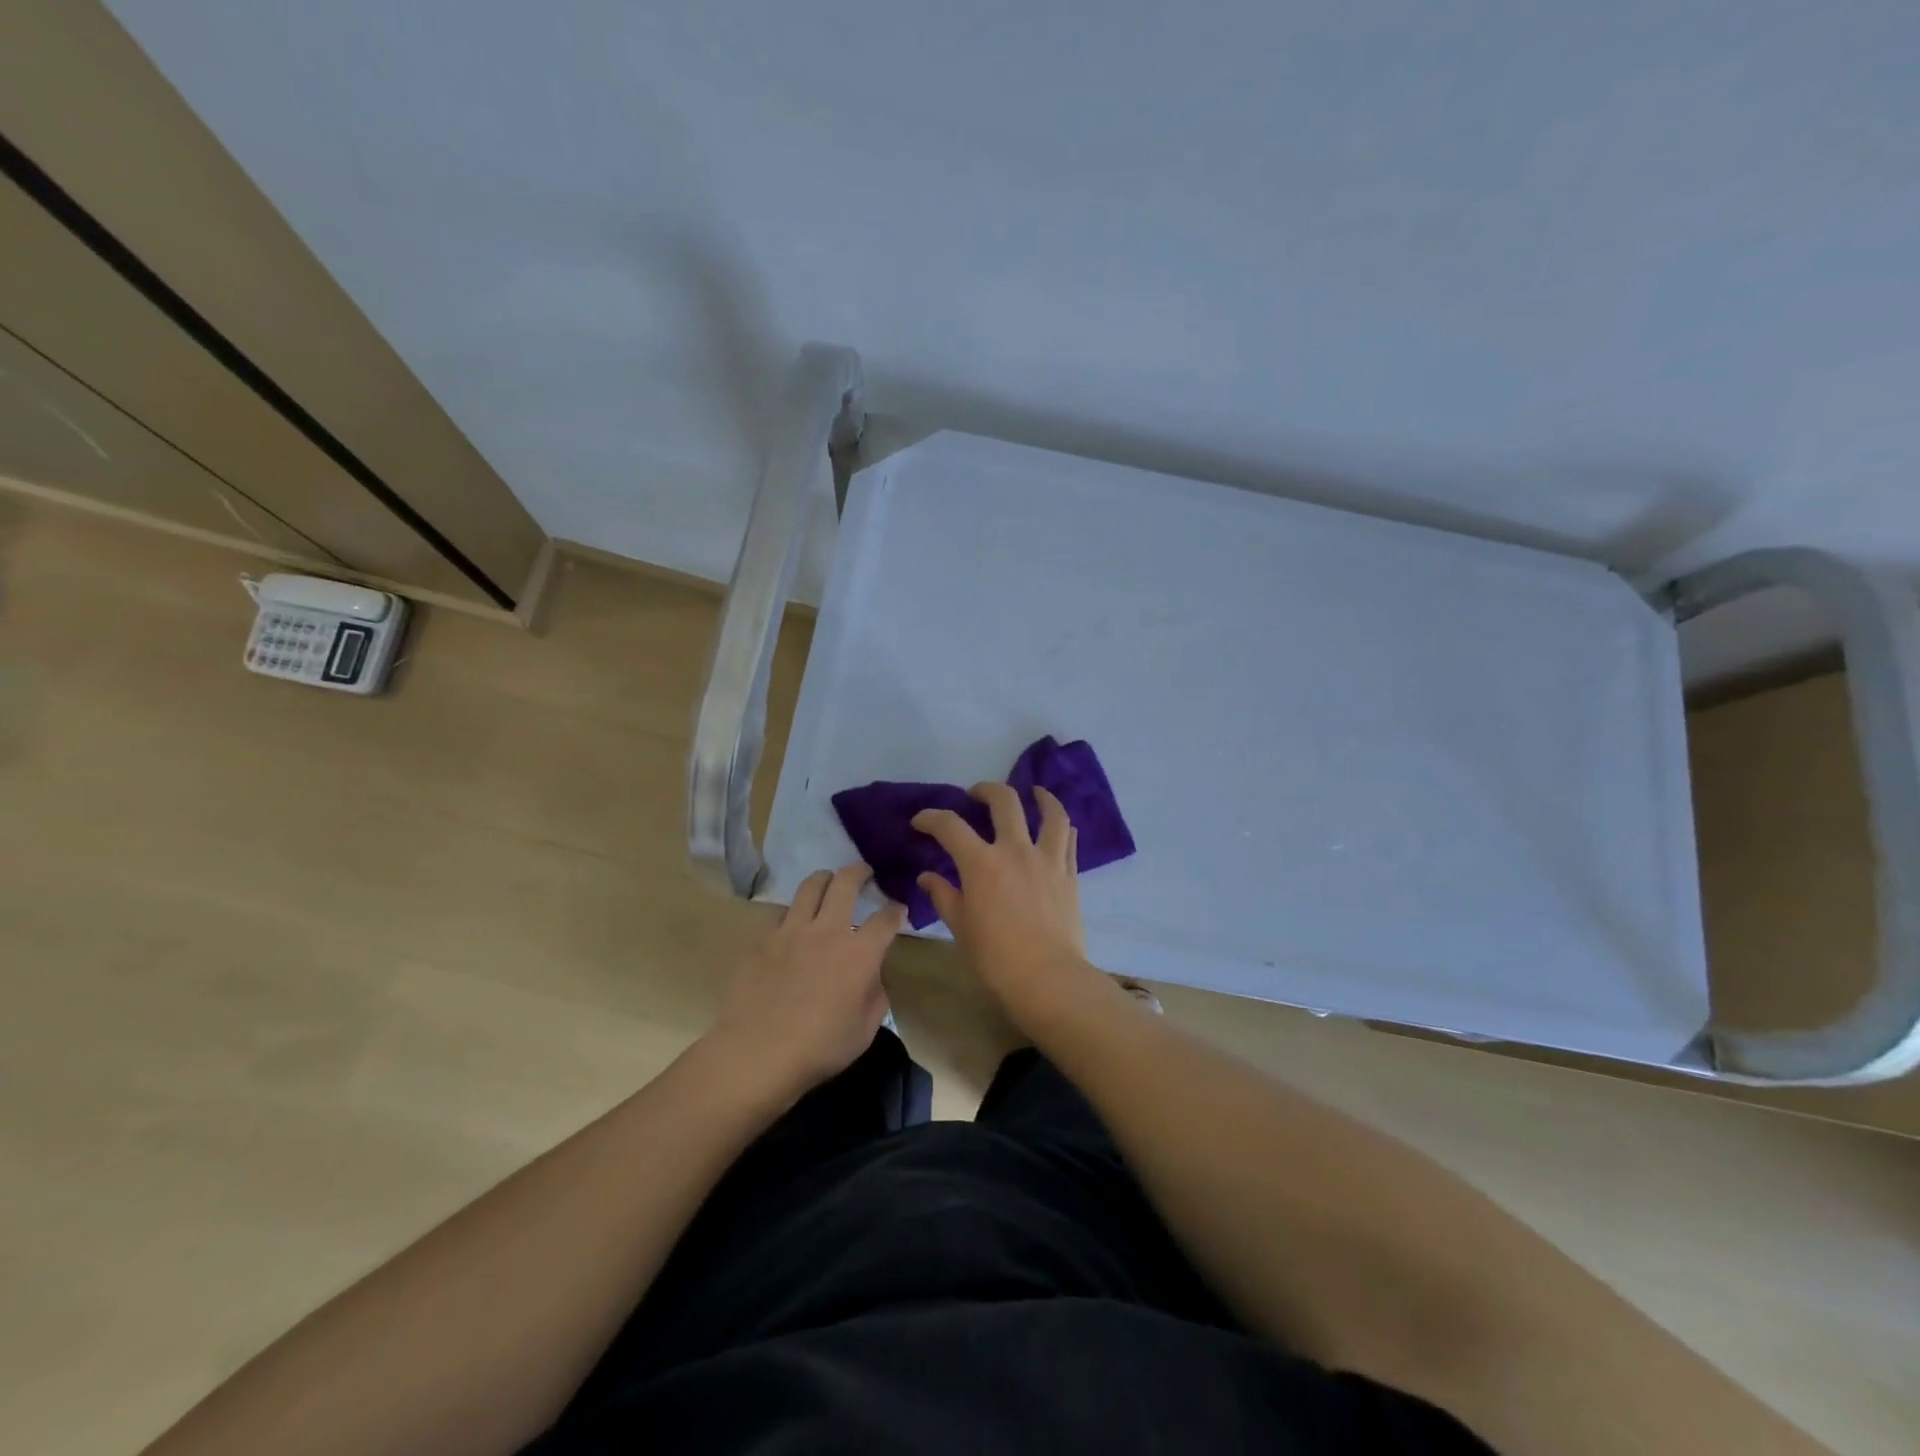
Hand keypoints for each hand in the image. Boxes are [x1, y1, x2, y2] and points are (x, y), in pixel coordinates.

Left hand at [711, 864, 906, 1098]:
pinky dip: (793, 911)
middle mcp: (828, 931)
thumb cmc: (820, 1048)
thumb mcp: (865, 1030)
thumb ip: (875, 996)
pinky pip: (781, 913)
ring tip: (827, 880)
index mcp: (860, 953)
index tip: (898, 910)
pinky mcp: (763, 940)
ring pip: (810, 886)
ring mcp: (792, 931)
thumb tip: (871, 976)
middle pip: (846, 883)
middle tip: (864, 872)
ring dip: (824, 879)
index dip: (896, 910)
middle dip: (859, 872)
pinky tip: (793, 921)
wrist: (758, 1053)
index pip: (886, 919)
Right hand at [911, 784, 1106, 1026]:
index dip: (930, 818)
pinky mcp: (1069, 873)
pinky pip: (1068, 838)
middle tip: (976, 795)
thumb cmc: (995, 957)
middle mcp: (1015, 850)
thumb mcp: (960, 926)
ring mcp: (1047, 859)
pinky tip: (1056, 825)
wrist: (1047, 978)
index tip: (920, 821)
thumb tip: (927, 877)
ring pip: (1049, 812)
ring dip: (1040, 796)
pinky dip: (1061, 825)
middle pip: (1004, 801)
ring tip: (1033, 792)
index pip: (950, 826)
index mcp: (982, 864)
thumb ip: (943, 895)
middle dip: (985, 790)